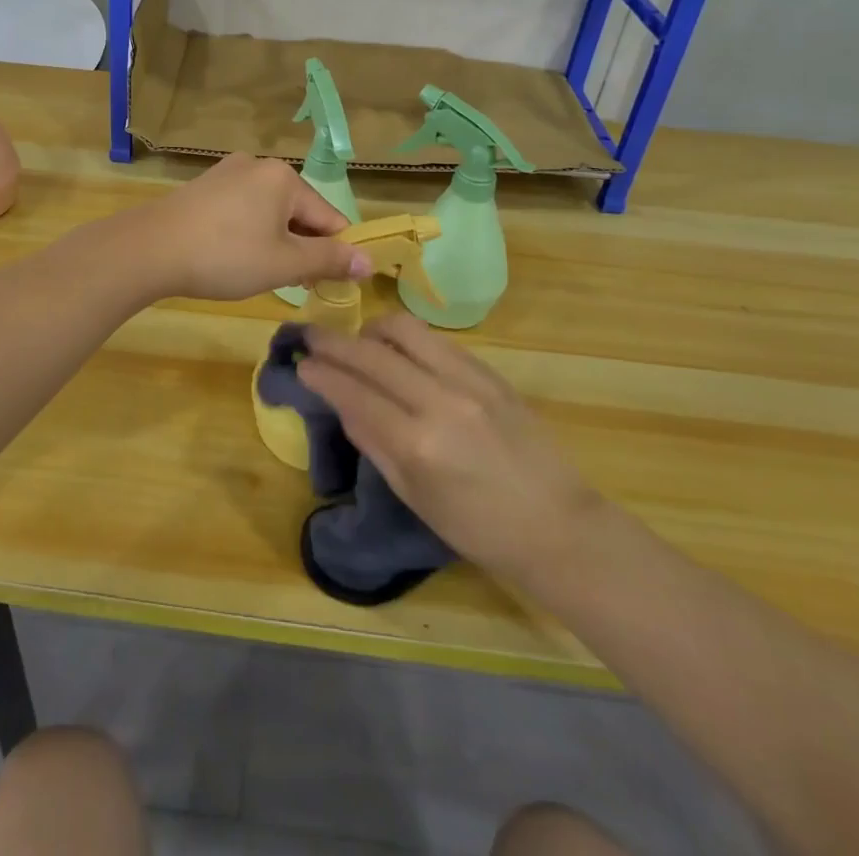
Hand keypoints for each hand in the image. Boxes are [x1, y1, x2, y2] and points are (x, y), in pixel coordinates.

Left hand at [134, 153, 371, 301]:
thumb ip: (329, 260)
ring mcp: (226, 173)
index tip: (322, 284)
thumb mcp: (284, 263)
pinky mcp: (203, 187)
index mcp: (284, 178)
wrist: (150, 249)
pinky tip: (231, 256)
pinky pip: (241, 209)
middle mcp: (258, 166)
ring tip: (256, 273)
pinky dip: (246, 233)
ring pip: (268, 212)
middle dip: (299, 248)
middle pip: (298, 211)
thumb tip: (370, 261)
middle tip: (286, 282)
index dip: (332, 253)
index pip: (329, 218)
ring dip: (274, 242)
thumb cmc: (225, 255)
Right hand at [298, 314, 599, 585]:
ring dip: (371, 330)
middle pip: (372, 353)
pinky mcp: (489, 371)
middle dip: (333, 341)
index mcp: (417, 444)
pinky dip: (407, 340)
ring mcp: (468, 380)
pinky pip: (435, 339)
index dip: (321, 374)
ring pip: (405, 329)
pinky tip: (401, 353)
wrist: (558, 526)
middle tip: (311, 337)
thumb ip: (374, 442)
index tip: (301, 363)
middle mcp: (439, 400)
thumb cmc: (478, 528)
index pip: (354, 392)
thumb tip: (342, 402)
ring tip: (360, 344)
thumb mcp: (414, 496)